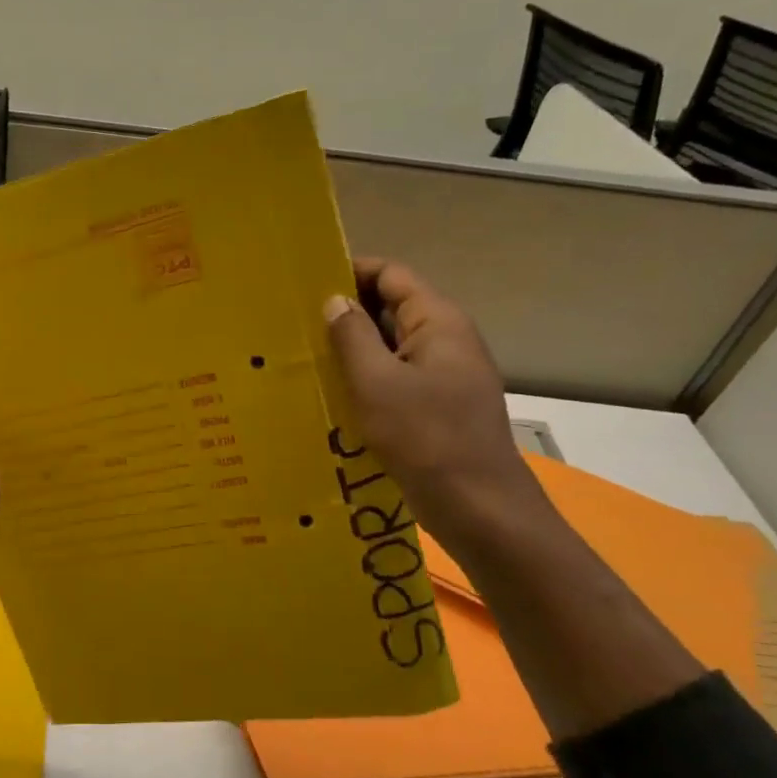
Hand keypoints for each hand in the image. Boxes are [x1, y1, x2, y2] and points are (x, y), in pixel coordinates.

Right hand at [324, 258, 539, 540]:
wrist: (479, 507)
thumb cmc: (426, 437)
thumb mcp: (377, 382)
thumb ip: (353, 335)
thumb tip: (335, 300)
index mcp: (439, 322)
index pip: (393, 275)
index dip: (352, 270)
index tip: (308, 281)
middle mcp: (447, 341)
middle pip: (393, 308)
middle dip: (347, 311)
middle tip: (297, 321)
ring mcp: (445, 375)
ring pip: (392, 346)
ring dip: (354, 348)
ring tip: (306, 355)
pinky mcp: (438, 407)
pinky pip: (397, 378)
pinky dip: (367, 378)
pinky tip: (334, 393)